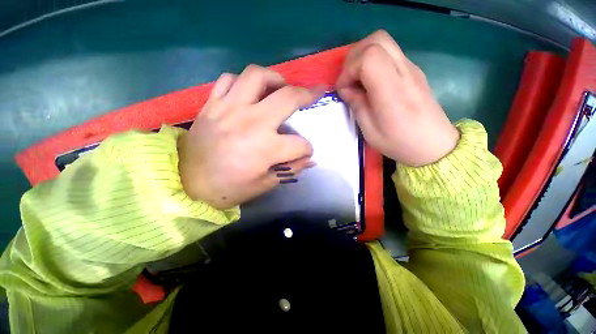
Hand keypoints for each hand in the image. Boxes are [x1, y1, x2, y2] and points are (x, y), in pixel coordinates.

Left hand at [178, 65, 321, 208]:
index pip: (300, 144)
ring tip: (281, 87)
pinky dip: (243, 82)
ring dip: (276, 78)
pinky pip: (229, 79)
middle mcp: (252, 122)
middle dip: (309, 94)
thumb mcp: (265, 184)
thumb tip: (310, 160)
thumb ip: (291, 169)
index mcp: (266, 148)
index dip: (307, 150)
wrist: (187, 183)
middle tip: (316, 91)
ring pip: (257, 76)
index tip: (305, 153)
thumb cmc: (229, 188)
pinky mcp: (212, 104)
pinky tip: (248, 92)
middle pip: (288, 98)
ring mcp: (229, 108)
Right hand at [337, 30, 458, 166]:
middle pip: (377, 40)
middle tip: (348, 79)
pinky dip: (374, 62)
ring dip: (363, 57)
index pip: (369, 57)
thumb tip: (347, 89)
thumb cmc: (399, 142)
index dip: (349, 70)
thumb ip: (357, 104)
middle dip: (354, 57)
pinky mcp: (413, 71)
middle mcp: (404, 71)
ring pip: (384, 42)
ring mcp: (411, 68)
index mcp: (391, 89)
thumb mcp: (370, 130)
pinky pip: (390, 54)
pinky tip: (370, 83)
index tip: (343, 89)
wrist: (433, 145)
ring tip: (356, 80)